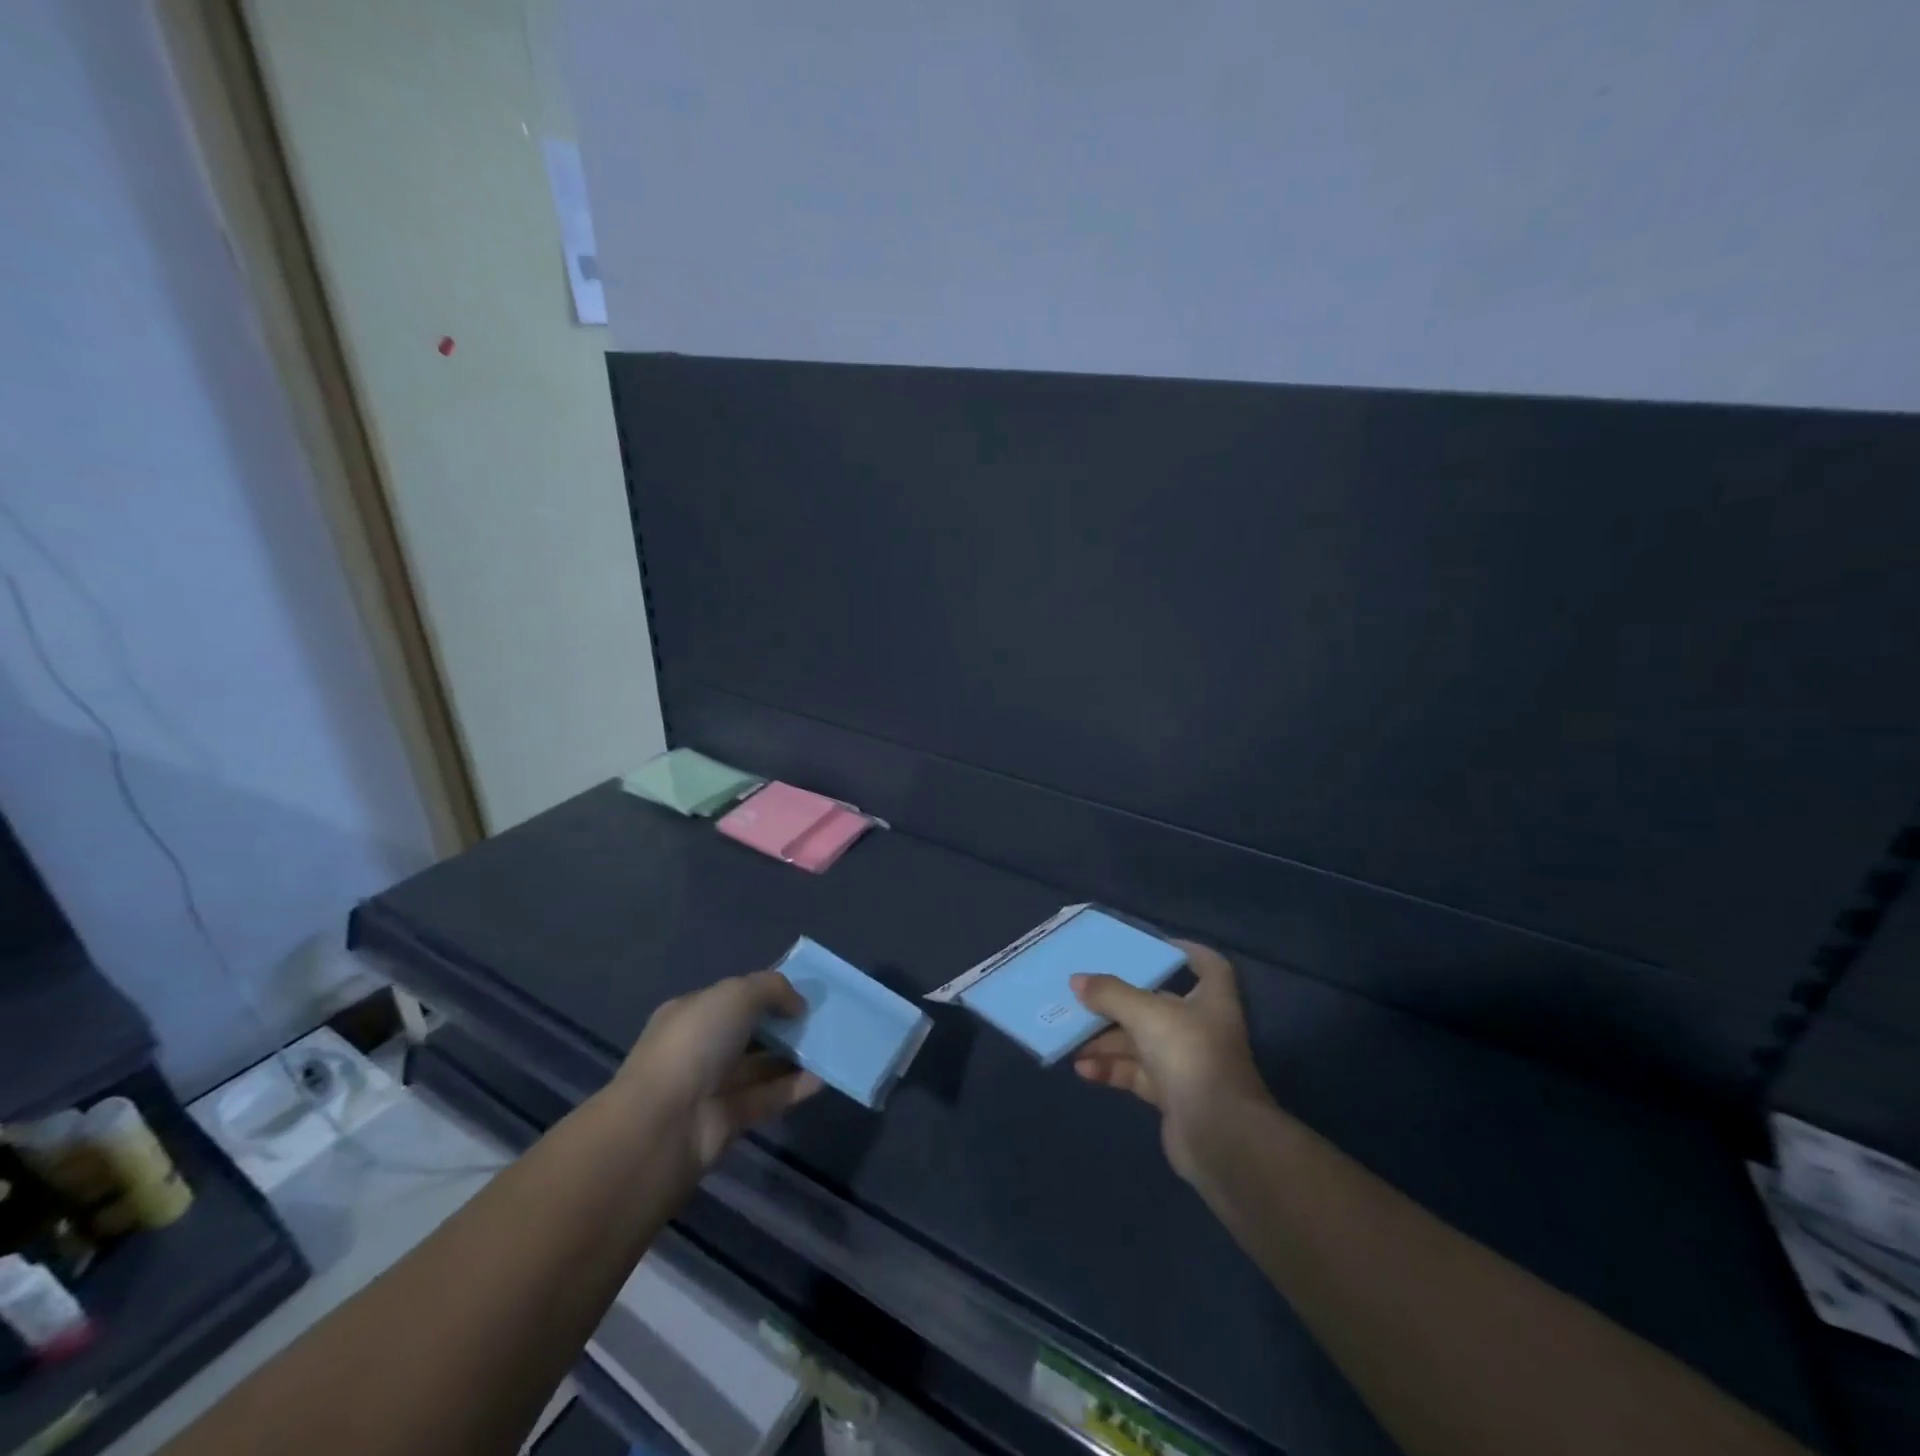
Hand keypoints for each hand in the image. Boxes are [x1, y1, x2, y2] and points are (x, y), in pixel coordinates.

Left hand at [612, 971, 821, 1173]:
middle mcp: (699, 1048)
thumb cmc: (696, 1043)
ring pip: (760, 1066)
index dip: (766, 994)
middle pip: (749, 1033)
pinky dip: (795, 1088)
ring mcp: (713, 1087)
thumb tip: (797, 1005)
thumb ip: (773, 988)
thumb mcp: (737, 994)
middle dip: (783, 1025)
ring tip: (830, 1045)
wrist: (665, 1123)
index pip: (732, 998)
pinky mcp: (729, 1121)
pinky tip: (824, 1077)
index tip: (800, 996)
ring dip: (793, 1056)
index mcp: (691, 1013)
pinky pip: (768, 1098)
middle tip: (821, 1020)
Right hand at [1071, 942, 1272, 1181]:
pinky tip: (1083, 1068)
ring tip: (1071, 1036)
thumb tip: (1077, 980)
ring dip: (1107, 1039)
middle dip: (1120, 1002)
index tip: (1151, 946)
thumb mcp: (1146, 1014)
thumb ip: (1110, 994)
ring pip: (1142, 1041)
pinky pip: (1136, 1073)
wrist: (1219, 1137)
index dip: (1184, 952)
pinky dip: (1111, 1068)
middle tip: (1084, 995)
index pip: (1207, 965)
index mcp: (1210, 999)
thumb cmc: (1190, 1056)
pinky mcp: (1172, 1095)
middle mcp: (1202, 1027)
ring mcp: (1187, 1063)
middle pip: (1159, 1004)